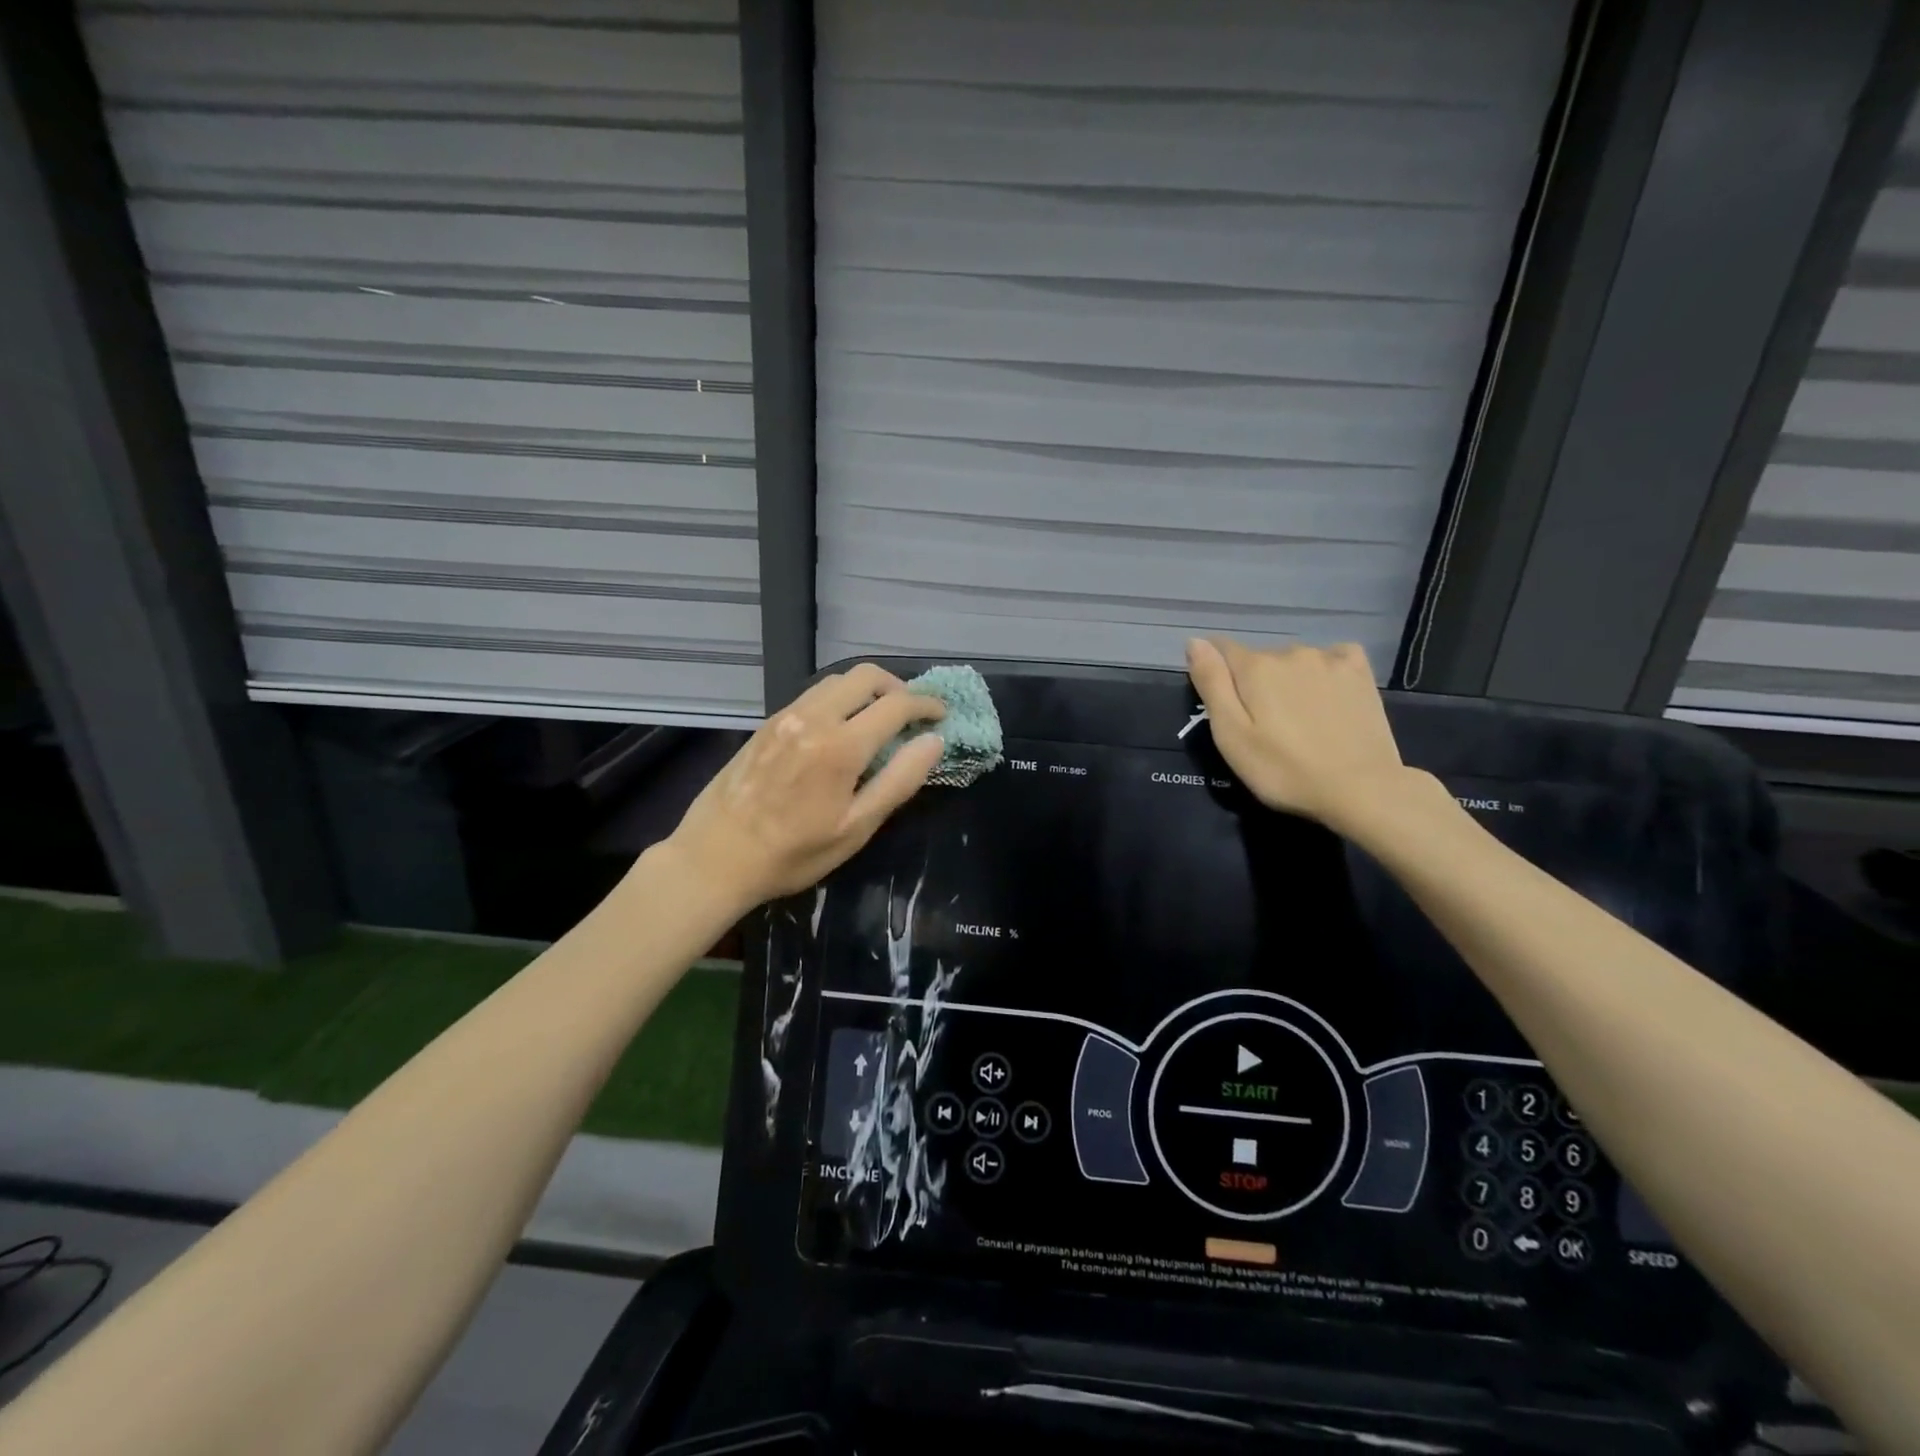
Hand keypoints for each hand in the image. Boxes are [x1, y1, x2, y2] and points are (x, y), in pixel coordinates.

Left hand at [668, 664, 947, 905]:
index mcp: (840, 745)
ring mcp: (786, 715)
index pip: (895, 705)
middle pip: (865, 676)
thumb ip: (899, 780)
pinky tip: (841, 727)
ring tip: (879, 719)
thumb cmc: (793, 853)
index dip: (925, 705)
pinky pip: (813, 694)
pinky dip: (839, 698)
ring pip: (837, 680)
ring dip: (866, 690)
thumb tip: (933, 742)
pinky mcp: (767, 723)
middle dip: (897, 687)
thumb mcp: (856, 828)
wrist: (715, 857)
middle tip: (911, 714)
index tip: (941, 715)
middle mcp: (813, 717)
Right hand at [1186, 637, 1411, 830]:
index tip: (1222, 705)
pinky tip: (1327, 694)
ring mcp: (1329, 659)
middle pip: (1258, 658)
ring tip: (1297, 718)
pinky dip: (1324, 670)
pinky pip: (1333, 657)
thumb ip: (1211, 683)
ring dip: (1287, 679)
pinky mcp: (1359, 672)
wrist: (1360, 789)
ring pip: (1293, 660)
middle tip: (1262, 725)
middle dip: (1253, 682)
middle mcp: (1290, 652)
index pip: (1219, 649)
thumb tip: (1194, 641)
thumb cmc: (1283, 770)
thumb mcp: (1231, 735)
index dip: (1214, 673)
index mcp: (1254, 667)